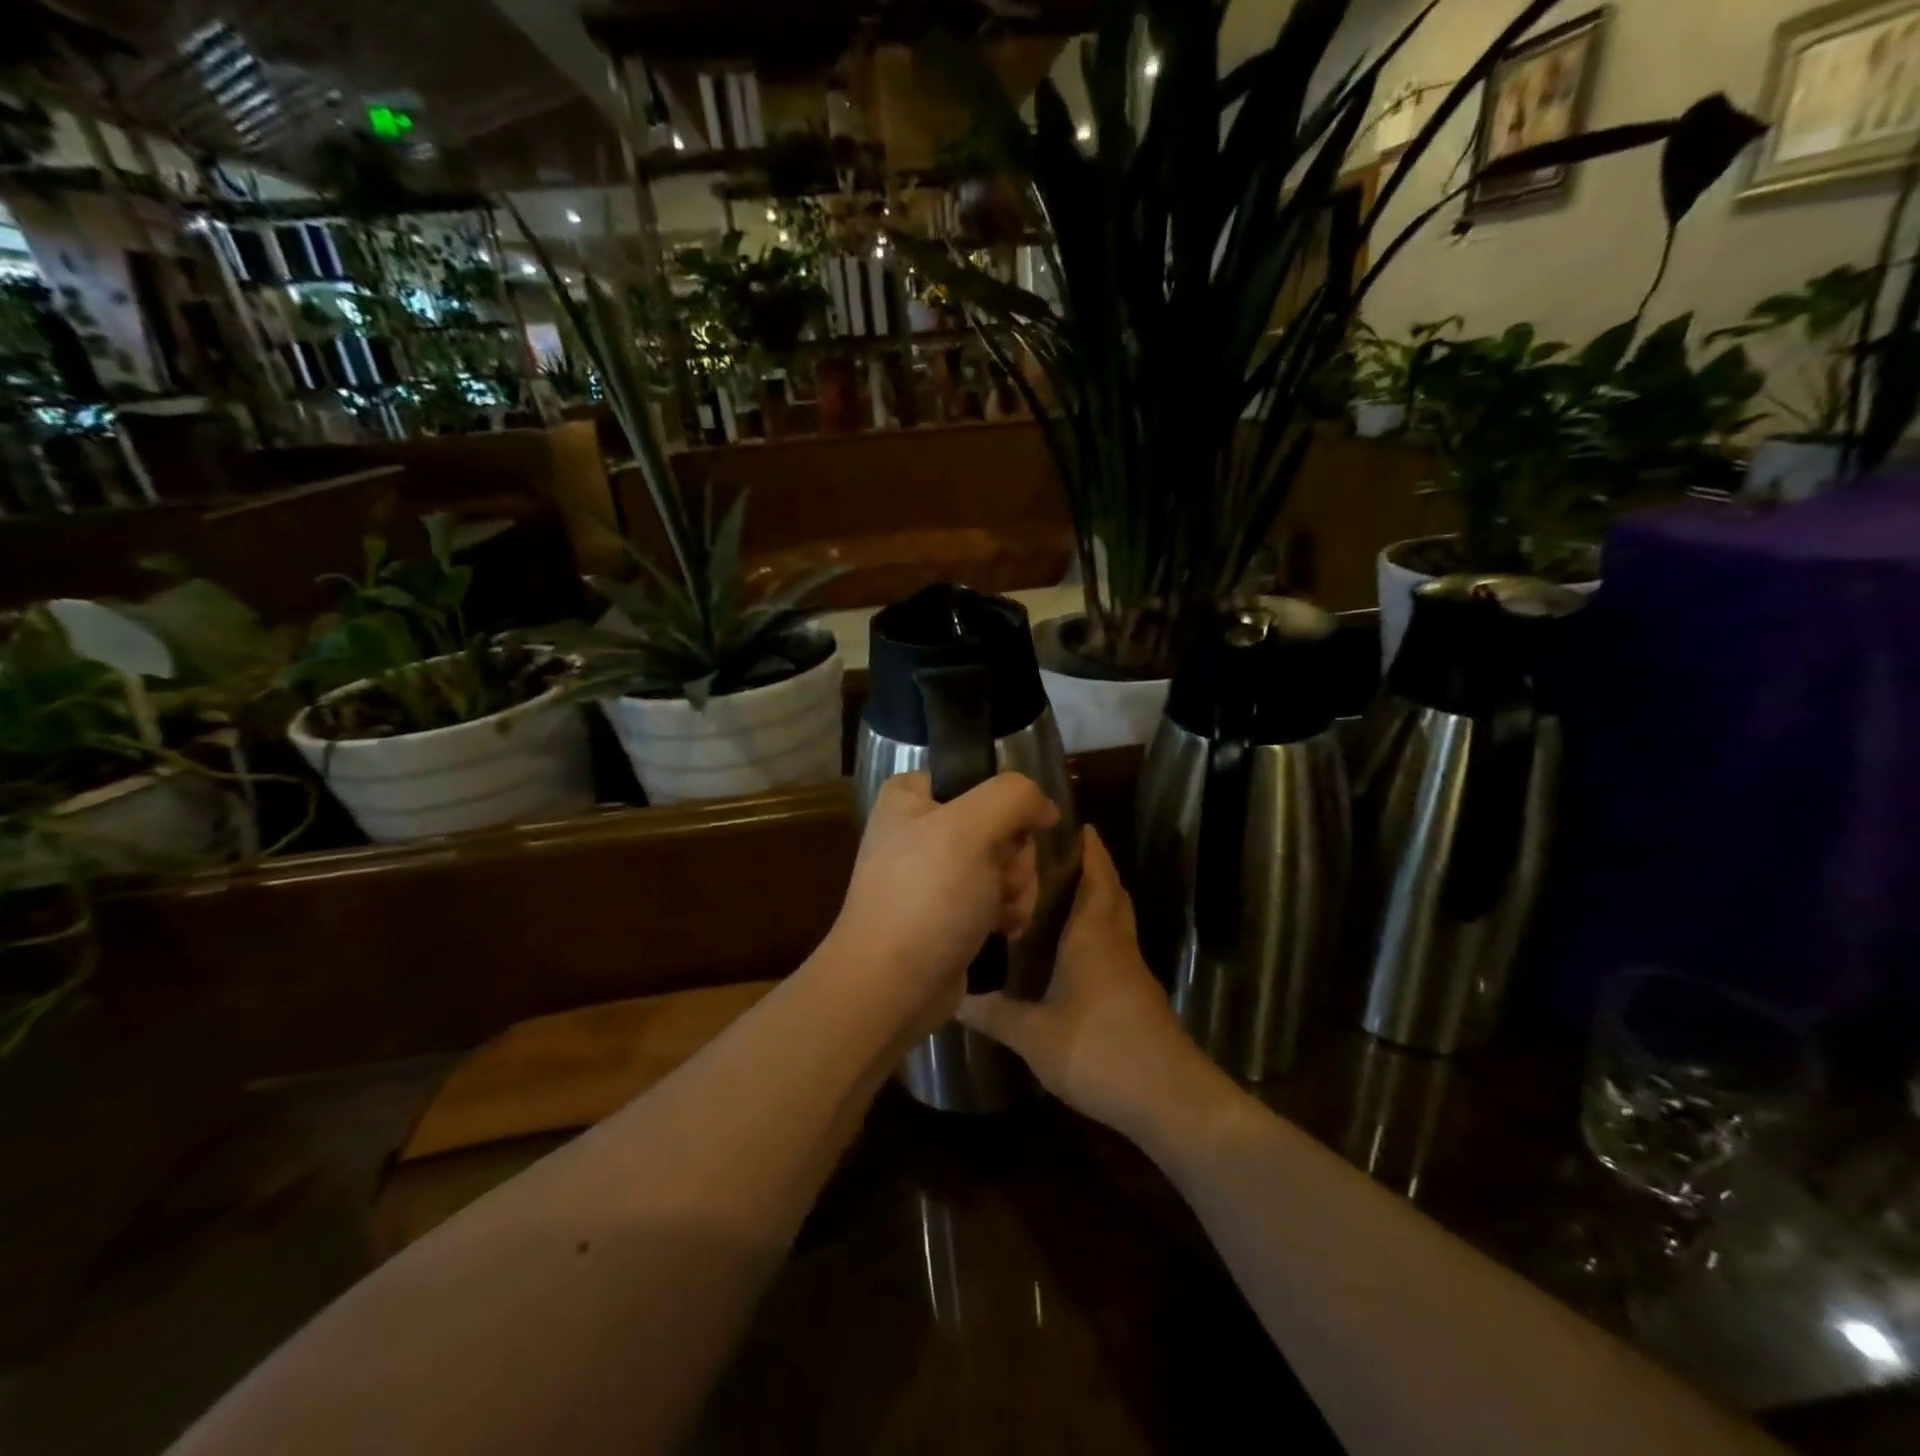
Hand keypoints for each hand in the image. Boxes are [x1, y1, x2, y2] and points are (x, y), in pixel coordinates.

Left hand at [826, 772, 1058, 1037]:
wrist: (890, 988)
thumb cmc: (926, 898)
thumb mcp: (971, 828)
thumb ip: (1015, 797)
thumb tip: (1045, 807)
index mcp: (912, 796)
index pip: (982, 780)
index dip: (1006, 809)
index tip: (1007, 837)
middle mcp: (921, 829)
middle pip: (1001, 825)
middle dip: (1014, 859)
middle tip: (999, 884)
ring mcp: (935, 874)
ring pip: (1006, 863)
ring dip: (1017, 889)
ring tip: (1002, 915)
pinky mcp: (949, 912)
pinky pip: (996, 897)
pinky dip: (1007, 912)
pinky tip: (1004, 931)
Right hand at [960, 827, 1223, 1146]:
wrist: (1168, 1098)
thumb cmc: (1097, 1050)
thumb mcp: (1033, 1035)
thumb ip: (994, 1014)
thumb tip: (953, 997)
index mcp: (1093, 936)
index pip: (1096, 878)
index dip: (1090, 850)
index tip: (1077, 825)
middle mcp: (1116, 943)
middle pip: (1112, 892)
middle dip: (1095, 868)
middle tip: (1060, 855)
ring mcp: (1133, 970)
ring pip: (1118, 919)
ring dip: (1100, 899)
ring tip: (1061, 894)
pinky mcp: (1140, 994)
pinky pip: (1118, 945)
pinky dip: (1102, 932)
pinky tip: (1076, 951)